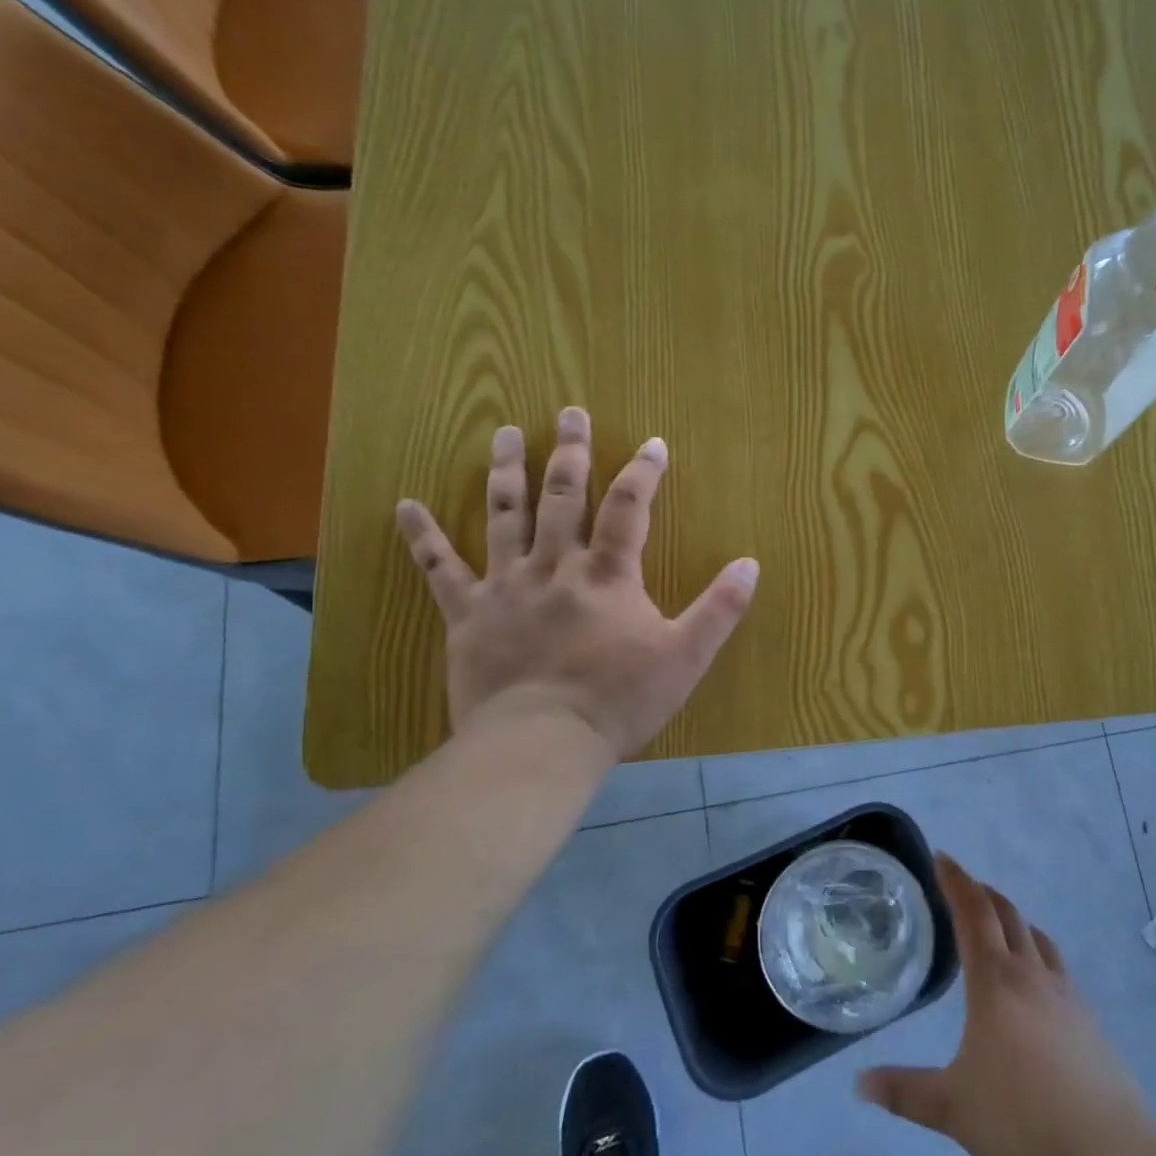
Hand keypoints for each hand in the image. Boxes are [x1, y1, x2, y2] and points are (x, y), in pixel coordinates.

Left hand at [394, 408, 759, 757]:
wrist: (540, 743)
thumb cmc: (618, 701)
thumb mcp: (685, 657)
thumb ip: (719, 609)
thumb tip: (750, 564)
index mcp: (607, 575)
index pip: (628, 508)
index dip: (643, 472)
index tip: (653, 444)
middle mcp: (554, 567)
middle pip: (563, 497)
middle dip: (571, 452)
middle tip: (570, 412)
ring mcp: (506, 587)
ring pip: (504, 515)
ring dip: (506, 470)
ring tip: (505, 431)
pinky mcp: (467, 615)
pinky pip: (440, 569)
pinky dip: (422, 536)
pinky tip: (406, 505)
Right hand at [859, 856, 1155, 1155]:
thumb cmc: (1021, 1123)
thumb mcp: (952, 1108)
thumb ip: (905, 1091)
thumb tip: (859, 1083)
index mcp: (996, 982)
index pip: (973, 912)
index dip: (956, 880)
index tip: (942, 857)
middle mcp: (1033, 975)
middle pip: (1008, 915)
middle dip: (984, 893)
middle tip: (964, 886)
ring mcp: (1068, 995)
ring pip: (1038, 938)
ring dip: (1014, 921)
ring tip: (998, 928)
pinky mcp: (1091, 1021)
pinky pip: (1058, 968)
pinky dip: (1038, 955)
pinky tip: (1035, 986)